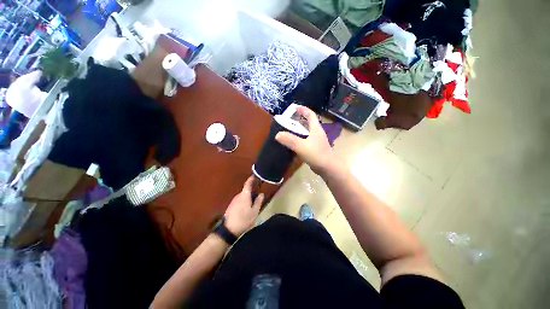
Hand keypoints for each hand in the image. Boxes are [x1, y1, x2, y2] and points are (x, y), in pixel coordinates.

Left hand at [224, 176, 263, 236]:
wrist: (228, 230)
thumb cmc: (244, 220)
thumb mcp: (254, 212)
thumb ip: (258, 201)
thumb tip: (261, 194)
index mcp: (244, 195)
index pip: (248, 184)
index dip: (251, 179)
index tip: (254, 176)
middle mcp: (238, 196)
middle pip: (246, 191)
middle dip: (251, 193)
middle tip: (257, 199)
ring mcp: (233, 201)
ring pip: (242, 197)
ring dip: (247, 199)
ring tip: (252, 208)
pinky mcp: (230, 207)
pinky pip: (239, 201)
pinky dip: (243, 203)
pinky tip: (245, 211)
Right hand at [275, 106, 336, 174]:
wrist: (328, 168)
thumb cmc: (317, 155)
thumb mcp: (302, 146)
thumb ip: (290, 140)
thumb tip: (277, 134)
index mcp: (316, 129)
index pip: (310, 114)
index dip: (303, 109)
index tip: (294, 107)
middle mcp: (317, 133)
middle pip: (308, 122)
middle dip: (299, 119)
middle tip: (288, 120)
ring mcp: (316, 141)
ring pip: (307, 131)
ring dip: (299, 129)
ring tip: (289, 129)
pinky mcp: (315, 148)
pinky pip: (306, 139)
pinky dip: (300, 138)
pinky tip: (293, 142)